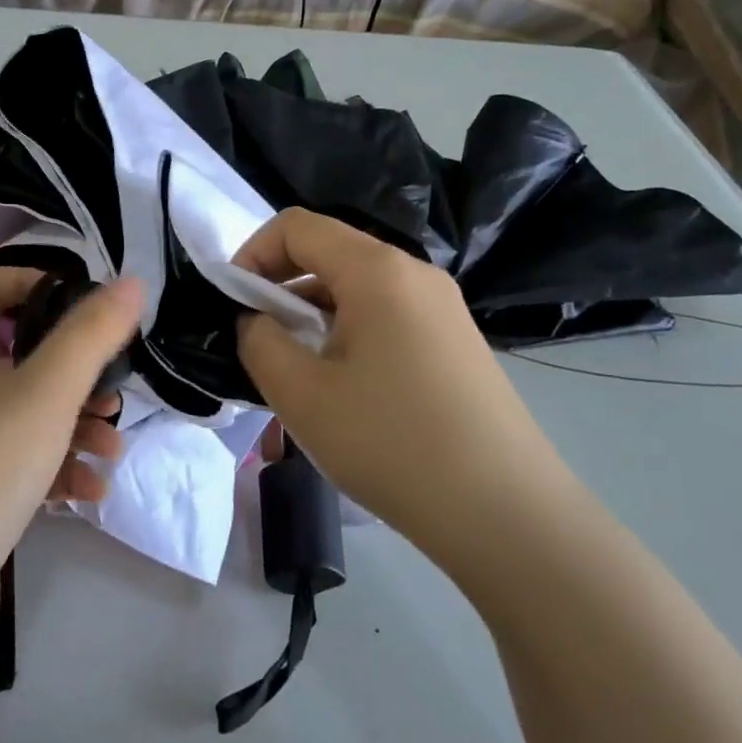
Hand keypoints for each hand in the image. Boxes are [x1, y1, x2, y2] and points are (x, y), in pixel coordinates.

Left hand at [0, 267, 144, 628]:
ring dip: (77, 426)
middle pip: (20, 356)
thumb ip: (91, 334)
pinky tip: (90, 494)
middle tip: (112, 392)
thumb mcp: (46, 391)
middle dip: (76, 372)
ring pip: (29, 416)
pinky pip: (24, 467)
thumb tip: (131, 281)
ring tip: (111, 450)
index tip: (80, 304)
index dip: (29, 281)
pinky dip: (59, 471)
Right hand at [234, 209, 571, 563]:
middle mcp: (415, 273)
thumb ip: (259, 341)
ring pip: (357, 285)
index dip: (253, 253)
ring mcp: (442, 306)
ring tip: (298, 367)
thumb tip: (257, 320)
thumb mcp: (301, 394)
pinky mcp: (456, 340)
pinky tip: (344, 384)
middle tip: (260, 338)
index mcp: (377, 270)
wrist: (507, 515)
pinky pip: (386, 313)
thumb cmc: (392, 444)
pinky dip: (348, 329)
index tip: (234, 303)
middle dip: (281, 284)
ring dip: (313, 310)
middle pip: (330, 251)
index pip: (298, 226)